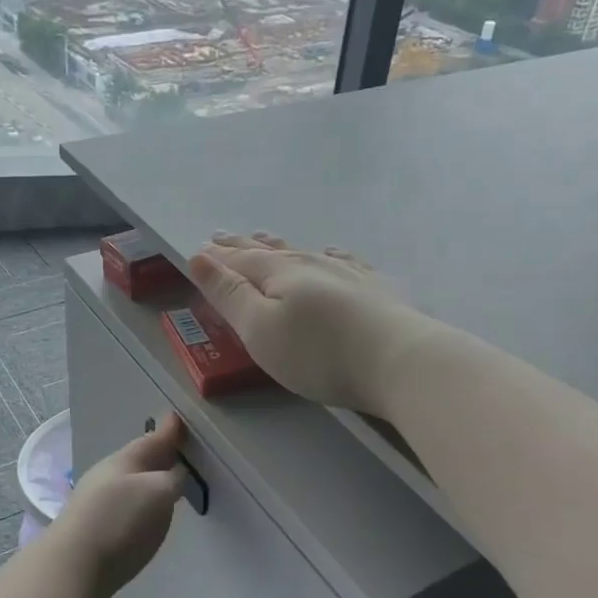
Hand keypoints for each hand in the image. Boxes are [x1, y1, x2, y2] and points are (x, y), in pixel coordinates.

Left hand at [51, 413, 188, 597]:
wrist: (72, 568)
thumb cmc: (119, 521)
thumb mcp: (157, 492)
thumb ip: (172, 479)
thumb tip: (175, 472)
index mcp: (124, 461)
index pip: (151, 440)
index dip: (168, 431)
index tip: (179, 419)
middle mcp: (107, 477)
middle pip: (139, 461)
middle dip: (157, 454)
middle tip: (177, 447)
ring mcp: (96, 504)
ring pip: (130, 483)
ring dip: (148, 479)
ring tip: (167, 480)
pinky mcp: (94, 530)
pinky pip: (124, 505)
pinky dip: (139, 502)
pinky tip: (145, 512)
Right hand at [187, 232, 435, 418]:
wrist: (399, 360)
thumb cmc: (318, 353)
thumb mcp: (259, 329)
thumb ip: (229, 294)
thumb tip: (199, 257)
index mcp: (279, 274)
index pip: (239, 261)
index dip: (217, 258)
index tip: (200, 249)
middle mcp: (311, 264)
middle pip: (269, 252)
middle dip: (243, 246)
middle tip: (223, 237)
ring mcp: (347, 274)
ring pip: (304, 252)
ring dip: (279, 246)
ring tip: (264, 238)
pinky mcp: (376, 289)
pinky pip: (345, 261)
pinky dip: (330, 255)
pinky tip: (332, 252)